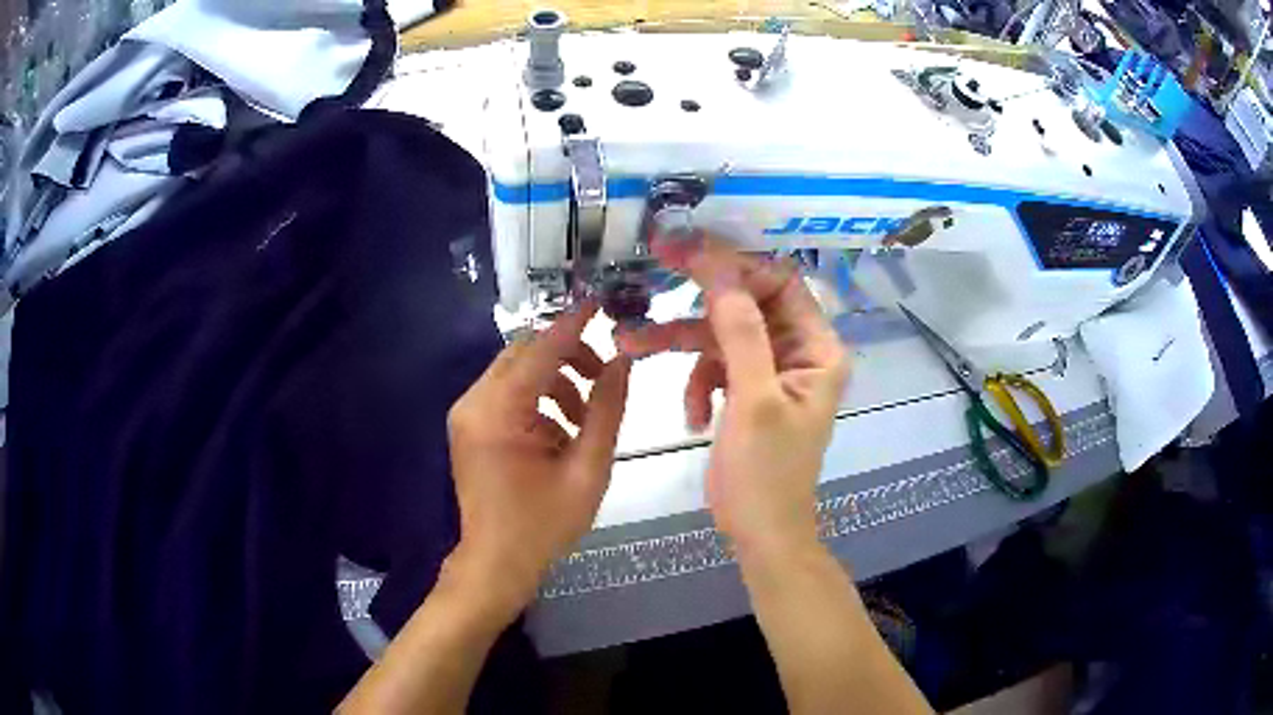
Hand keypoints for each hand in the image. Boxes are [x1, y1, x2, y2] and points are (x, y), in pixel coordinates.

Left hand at [446, 303, 630, 608]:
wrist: (496, 563)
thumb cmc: (543, 524)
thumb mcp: (588, 469)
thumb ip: (607, 410)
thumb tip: (622, 361)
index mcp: (498, 412)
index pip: (541, 350)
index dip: (574, 325)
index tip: (602, 303)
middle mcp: (473, 402)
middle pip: (524, 352)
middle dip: (567, 356)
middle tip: (603, 379)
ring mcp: (466, 413)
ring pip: (516, 371)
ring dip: (554, 380)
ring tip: (585, 417)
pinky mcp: (469, 425)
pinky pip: (507, 392)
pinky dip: (537, 399)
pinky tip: (559, 432)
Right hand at [616, 237, 848, 559]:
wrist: (761, 533)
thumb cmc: (767, 474)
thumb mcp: (753, 400)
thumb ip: (740, 331)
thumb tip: (720, 267)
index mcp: (817, 349)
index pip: (780, 282)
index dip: (736, 263)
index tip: (687, 251)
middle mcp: (799, 352)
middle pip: (747, 302)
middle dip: (701, 295)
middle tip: (658, 263)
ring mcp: (772, 372)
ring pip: (723, 335)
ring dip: (683, 344)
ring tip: (632, 346)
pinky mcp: (748, 392)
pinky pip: (716, 367)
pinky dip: (697, 384)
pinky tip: (693, 419)